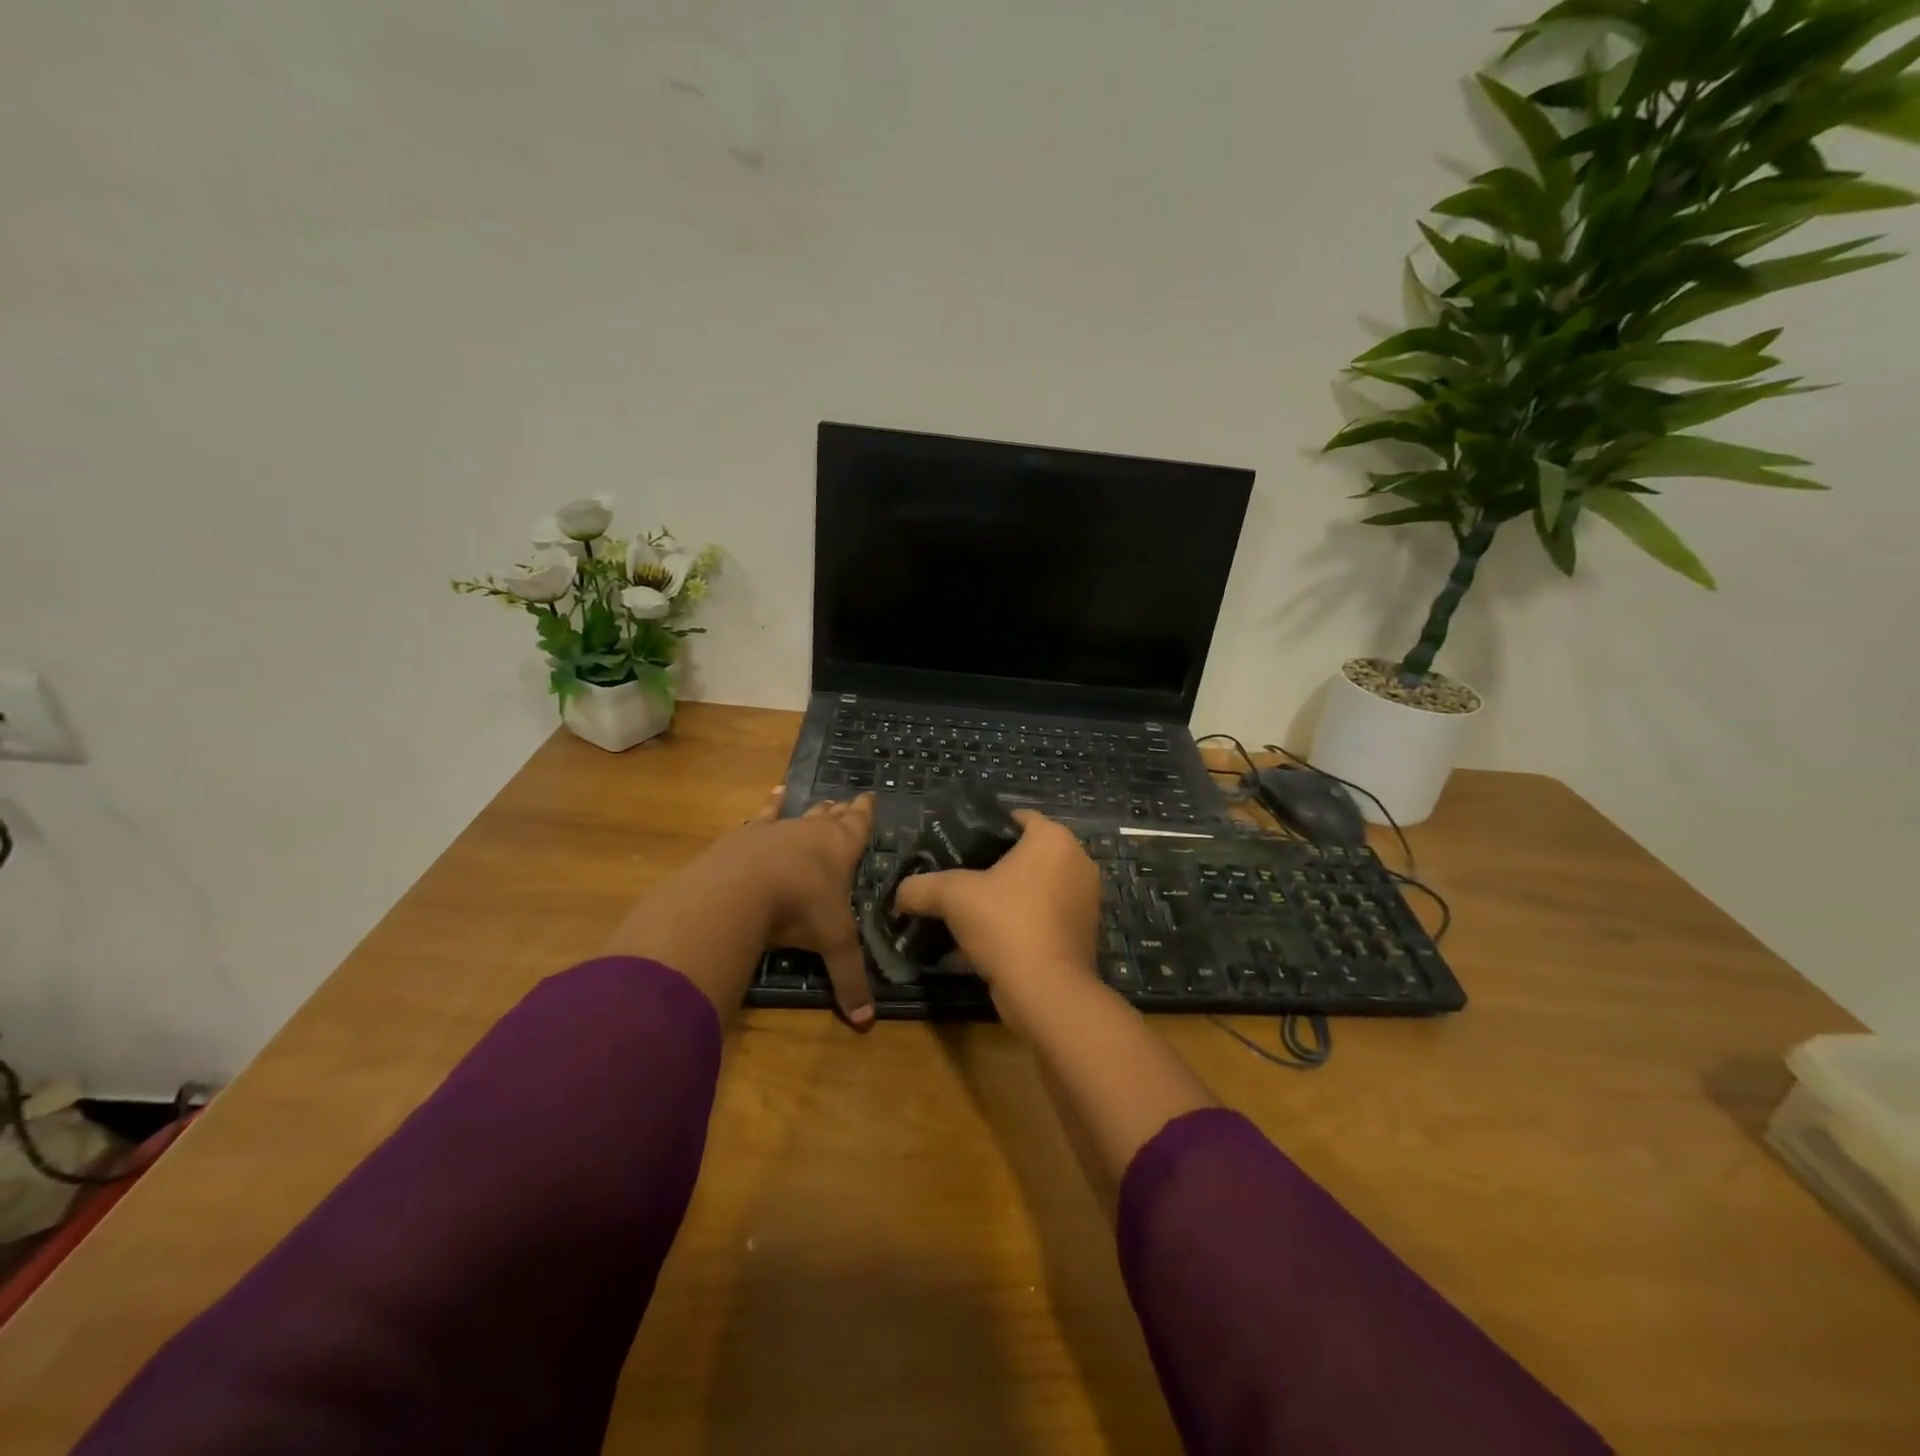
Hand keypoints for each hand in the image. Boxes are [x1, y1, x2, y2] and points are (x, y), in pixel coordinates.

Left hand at [725, 790, 877, 1028]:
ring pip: (799, 813)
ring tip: (815, 797)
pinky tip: (773, 795)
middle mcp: (812, 832)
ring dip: (808, 807)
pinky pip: (763, 815)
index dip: (864, 813)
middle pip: (831, 816)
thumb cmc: (800, 910)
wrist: (741, 889)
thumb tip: (866, 1024)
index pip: (858, 825)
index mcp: (841, 850)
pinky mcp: (746, 835)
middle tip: (847, 799)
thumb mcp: (832, 944)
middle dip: (841, 810)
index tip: (869, 795)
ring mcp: (777, 829)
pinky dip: (770, 805)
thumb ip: (849, 979)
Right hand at [891, 811, 1101, 1020]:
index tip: (958, 848)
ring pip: (1037, 888)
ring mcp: (1086, 899)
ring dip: (1008, 898)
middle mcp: (1078, 862)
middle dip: (994, 868)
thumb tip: (899, 895)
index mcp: (1054, 839)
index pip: (1017, 818)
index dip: (984, 830)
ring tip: (972, 913)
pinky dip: (1023, 923)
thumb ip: (921, 887)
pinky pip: (1046, 916)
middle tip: (960, 881)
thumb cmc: (1005, 925)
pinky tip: (992, 941)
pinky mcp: (1085, 933)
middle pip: (1027, 854)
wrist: (1047, 992)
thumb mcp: (952, 897)